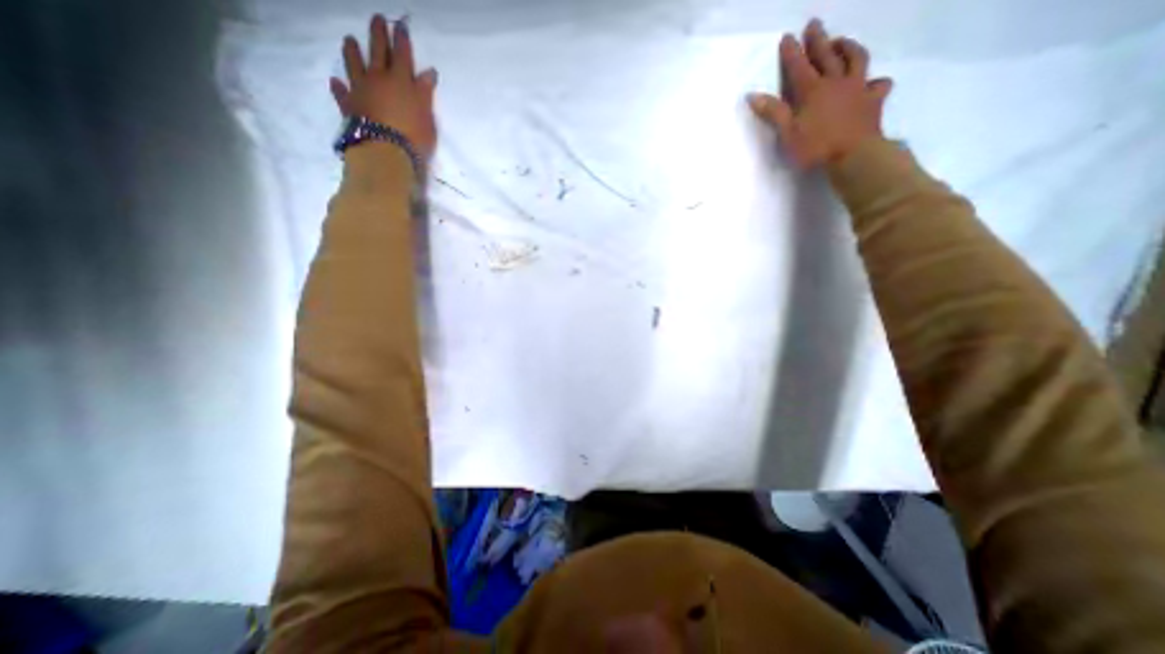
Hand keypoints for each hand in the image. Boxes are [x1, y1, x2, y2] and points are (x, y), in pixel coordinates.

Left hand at [333, 14, 441, 158]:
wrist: (387, 151)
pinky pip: (342, 93)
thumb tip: (428, 73)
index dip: (402, 40)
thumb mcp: (427, 116)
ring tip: (349, 39)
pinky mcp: (350, 105)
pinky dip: (339, 87)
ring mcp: (361, 90)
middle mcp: (379, 79)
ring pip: (355, 65)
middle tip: (376, 19)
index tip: (400, 25)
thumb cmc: (414, 135)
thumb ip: (425, 93)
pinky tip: (336, 82)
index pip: (403, 55)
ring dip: (352, 51)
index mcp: (402, 81)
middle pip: (378, 52)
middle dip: (378, 35)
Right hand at [745, 20, 893, 167]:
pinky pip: (878, 84)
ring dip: (848, 47)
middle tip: (814, 24)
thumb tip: (752, 95)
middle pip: (827, 55)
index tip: (787, 37)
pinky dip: (875, 81)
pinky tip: (873, 82)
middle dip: (818, 39)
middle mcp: (836, 82)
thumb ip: (772, 112)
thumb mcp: (787, 133)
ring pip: (856, 59)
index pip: (798, 66)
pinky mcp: (873, 100)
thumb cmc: (814, 147)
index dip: (791, 52)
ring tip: (842, 41)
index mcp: (812, 90)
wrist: (853, 156)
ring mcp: (858, 88)